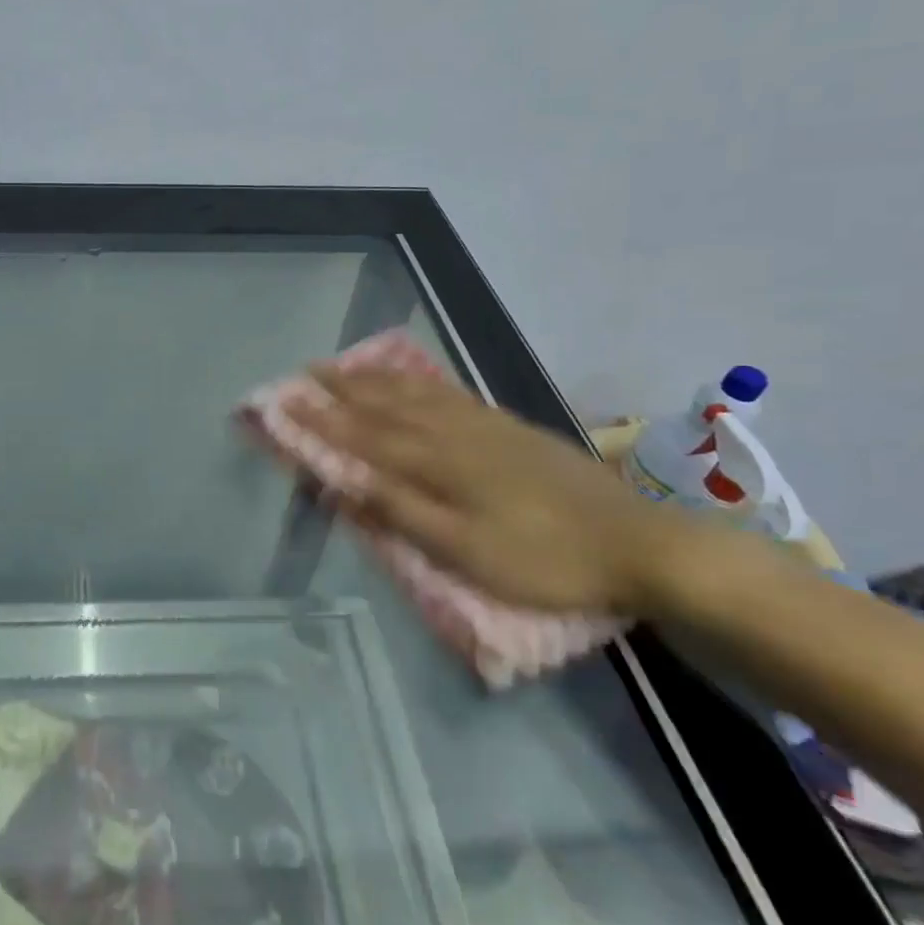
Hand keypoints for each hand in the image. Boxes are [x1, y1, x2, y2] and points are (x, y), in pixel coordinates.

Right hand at [292, 367, 691, 614]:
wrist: (637, 543)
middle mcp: (454, 434)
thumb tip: (342, 483)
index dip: (322, 421)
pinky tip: (419, 382)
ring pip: (418, 394)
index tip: (286, 402)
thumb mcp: (466, 552)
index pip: (364, 436)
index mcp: (437, 464)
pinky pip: (452, 395)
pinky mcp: (512, 429)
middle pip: (387, 405)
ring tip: (350, 366)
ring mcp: (486, 427)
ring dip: (378, 379)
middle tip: (308, 370)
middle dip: (344, 388)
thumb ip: (401, 513)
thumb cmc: (544, 558)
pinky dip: (423, 383)